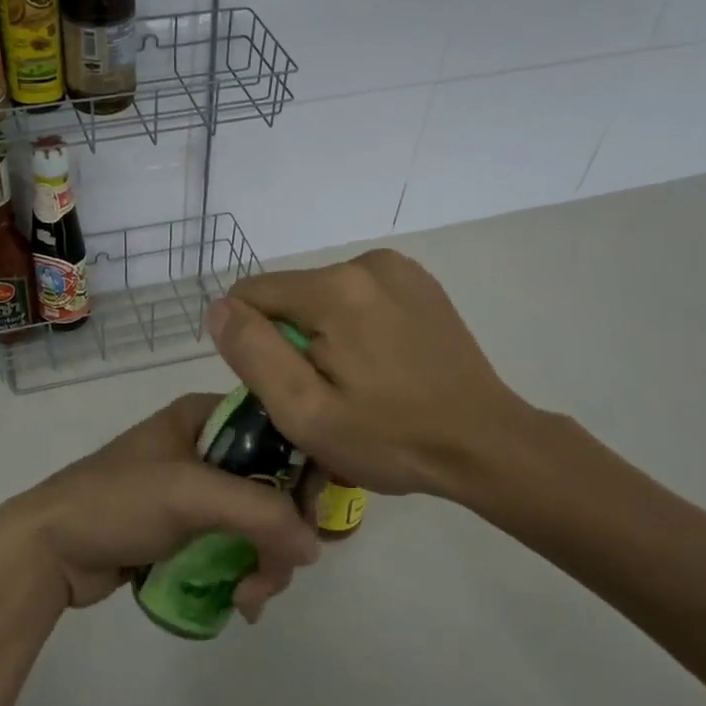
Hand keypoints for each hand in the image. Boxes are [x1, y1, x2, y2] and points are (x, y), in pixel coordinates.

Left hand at [0, 394, 323, 618]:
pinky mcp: (187, 529)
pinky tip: (240, 603)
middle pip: (274, 484)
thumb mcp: (190, 494)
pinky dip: (246, 573)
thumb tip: (314, 546)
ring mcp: (196, 490)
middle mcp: (205, 446)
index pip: (279, 430)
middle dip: (281, 534)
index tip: (309, 516)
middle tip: (276, 573)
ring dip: (265, 563)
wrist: (49, 550)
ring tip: (248, 599)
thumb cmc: (117, 502)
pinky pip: (236, 546)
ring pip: (258, 522)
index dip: (303, 470)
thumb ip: (260, 513)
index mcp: (204, 416)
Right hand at [207, 249, 559, 504]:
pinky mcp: (420, 283)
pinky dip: (355, 327)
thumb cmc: (391, 439)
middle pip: (289, 296)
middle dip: (291, 341)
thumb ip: (253, 353)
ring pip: (322, 297)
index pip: (251, 295)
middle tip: (326, 395)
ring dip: (323, 335)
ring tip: (359, 383)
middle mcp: (365, 262)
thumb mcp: (306, 412)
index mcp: (334, 289)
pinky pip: (358, 297)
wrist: (486, 444)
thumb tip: (219, 308)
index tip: (284, 385)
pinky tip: (383, 365)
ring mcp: (399, 269)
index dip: (251, 343)